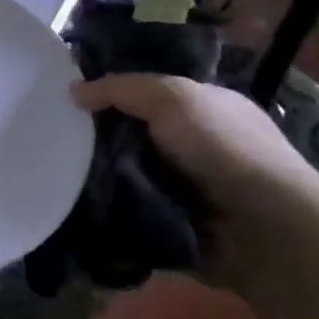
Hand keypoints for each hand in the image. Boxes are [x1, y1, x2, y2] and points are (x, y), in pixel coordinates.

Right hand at [71, 74, 318, 217]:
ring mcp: (186, 188)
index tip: (66, 98)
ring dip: (100, 175)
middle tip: (53, 136)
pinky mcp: (175, 225)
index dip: (109, 92)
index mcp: (203, 108)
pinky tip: (78, 202)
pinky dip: (111, 207)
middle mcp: (195, 145)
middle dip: (98, 137)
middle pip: (132, 134)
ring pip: (127, 173)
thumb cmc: (224, 149)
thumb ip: (122, 89)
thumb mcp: (173, 99)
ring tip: (55, 171)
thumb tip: (73, 91)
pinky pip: (131, 210)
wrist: (265, 229)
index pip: (146, 93)